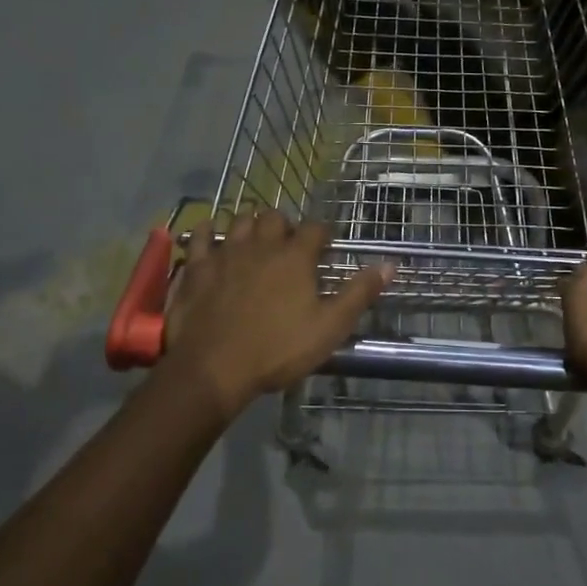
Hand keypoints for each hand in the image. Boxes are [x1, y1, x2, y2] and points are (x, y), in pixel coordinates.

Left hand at [163, 210, 391, 415]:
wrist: (213, 368)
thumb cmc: (277, 349)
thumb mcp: (329, 327)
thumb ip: (359, 293)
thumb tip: (390, 265)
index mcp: (295, 257)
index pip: (315, 228)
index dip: (323, 234)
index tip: (325, 247)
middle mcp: (260, 244)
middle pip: (274, 217)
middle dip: (284, 226)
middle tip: (287, 245)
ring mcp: (224, 253)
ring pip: (239, 221)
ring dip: (249, 225)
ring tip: (254, 240)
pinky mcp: (196, 267)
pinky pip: (200, 235)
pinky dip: (208, 232)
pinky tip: (212, 239)